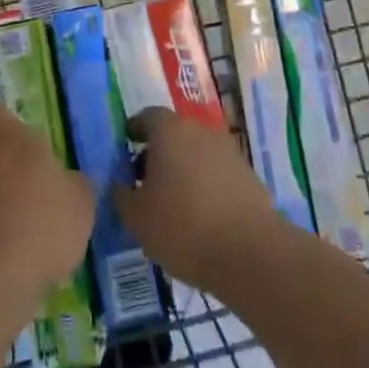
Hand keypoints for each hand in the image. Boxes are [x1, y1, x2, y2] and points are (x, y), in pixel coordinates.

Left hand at [0, 101, 93, 314]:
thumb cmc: (41, 225)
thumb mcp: (80, 202)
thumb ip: (73, 184)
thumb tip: (66, 181)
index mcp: (8, 139)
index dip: (2, 120)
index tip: (17, 134)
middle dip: (6, 167)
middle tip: (35, 191)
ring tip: (26, 234)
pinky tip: (9, 261)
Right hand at [113, 108, 283, 291]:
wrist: (249, 251)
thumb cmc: (182, 226)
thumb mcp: (136, 216)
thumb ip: (121, 194)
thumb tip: (119, 183)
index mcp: (170, 130)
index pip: (147, 116)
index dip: (135, 130)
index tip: (126, 149)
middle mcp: (200, 130)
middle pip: (173, 133)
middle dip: (158, 153)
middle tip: (145, 182)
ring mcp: (228, 151)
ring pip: (196, 152)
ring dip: (183, 169)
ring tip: (172, 203)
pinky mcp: (248, 175)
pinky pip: (216, 172)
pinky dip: (204, 185)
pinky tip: (199, 215)